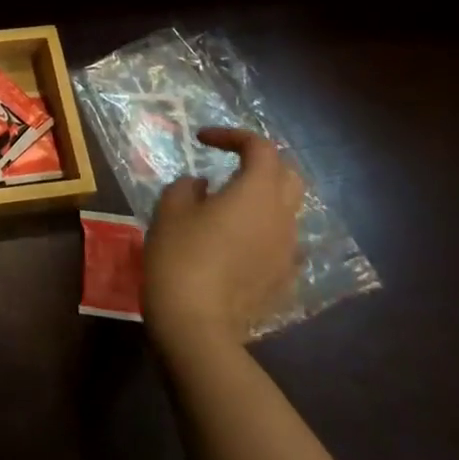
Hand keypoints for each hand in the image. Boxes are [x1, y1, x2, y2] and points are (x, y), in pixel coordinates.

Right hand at [143, 126, 302, 350]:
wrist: (196, 323)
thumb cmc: (180, 255)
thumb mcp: (170, 208)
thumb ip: (188, 187)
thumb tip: (203, 187)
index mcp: (257, 193)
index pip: (261, 148)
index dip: (232, 136)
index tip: (202, 140)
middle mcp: (282, 218)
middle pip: (288, 175)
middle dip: (261, 162)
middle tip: (230, 163)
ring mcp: (288, 252)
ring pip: (287, 210)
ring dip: (263, 197)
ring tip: (229, 202)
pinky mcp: (284, 280)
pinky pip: (281, 242)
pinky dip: (263, 229)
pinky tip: (236, 240)